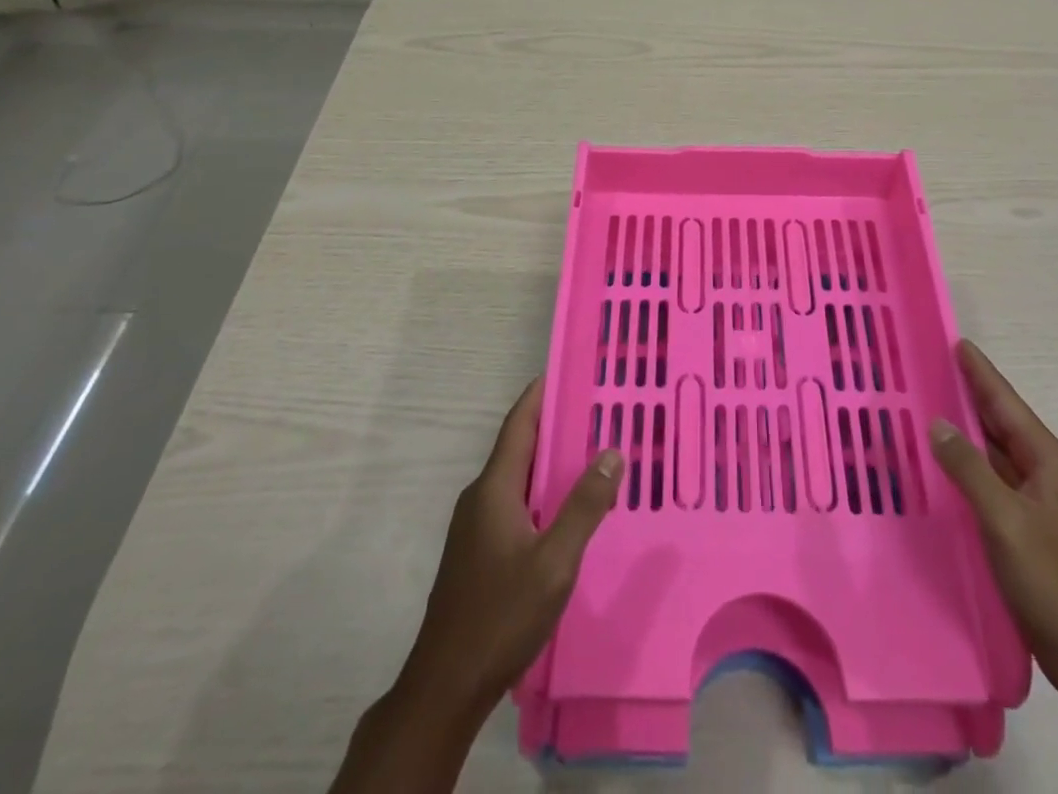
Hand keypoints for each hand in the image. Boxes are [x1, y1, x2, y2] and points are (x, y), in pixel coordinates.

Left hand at [397, 378, 624, 715]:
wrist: (445, 687)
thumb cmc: (501, 616)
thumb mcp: (555, 562)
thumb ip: (584, 505)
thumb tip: (612, 450)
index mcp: (494, 489)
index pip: (519, 424)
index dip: (540, 394)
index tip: (568, 370)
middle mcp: (480, 498)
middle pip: (519, 447)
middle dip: (554, 425)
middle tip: (596, 411)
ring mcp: (475, 527)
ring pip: (518, 478)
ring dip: (550, 462)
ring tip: (590, 454)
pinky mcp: (478, 553)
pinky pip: (514, 504)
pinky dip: (542, 492)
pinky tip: (567, 509)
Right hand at [930, 340, 1057, 695]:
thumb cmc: (1052, 580)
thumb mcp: (1004, 520)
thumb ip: (969, 468)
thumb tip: (938, 423)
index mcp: (1049, 461)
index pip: (1007, 404)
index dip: (981, 373)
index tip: (957, 343)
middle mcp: (1046, 473)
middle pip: (1002, 424)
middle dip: (970, 395)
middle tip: (932, 368)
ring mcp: (1039, 502)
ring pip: (996, 453)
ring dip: (967, 430)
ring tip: (930, 405)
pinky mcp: (1028, 527)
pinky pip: (993, 481)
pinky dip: (969, 465)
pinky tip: (945, 463)